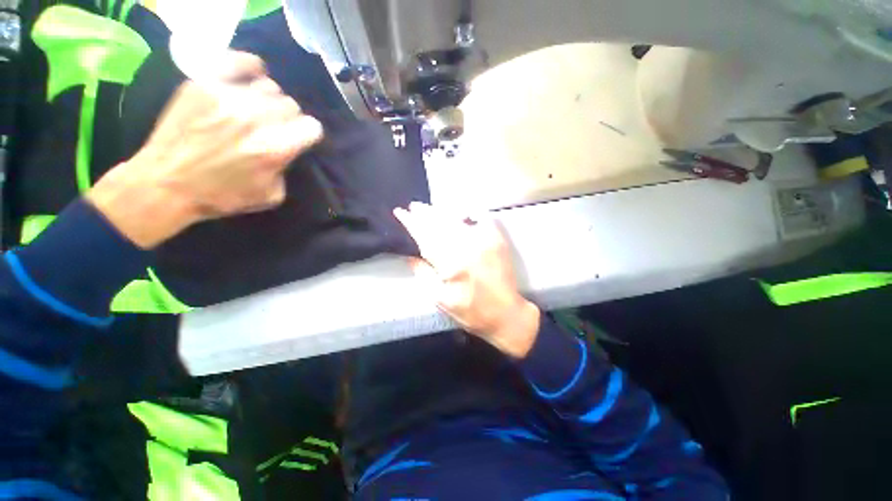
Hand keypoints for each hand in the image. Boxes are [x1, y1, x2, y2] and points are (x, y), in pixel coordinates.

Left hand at [87, 51, 323, 248]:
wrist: (166, 183)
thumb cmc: (222, 195)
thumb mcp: (270, 195)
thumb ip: (287, 168)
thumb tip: (289, 149)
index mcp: (275, 149)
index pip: (312, 127)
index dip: (309, 133)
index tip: (300, 138)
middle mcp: (256, 119)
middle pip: (291, 105)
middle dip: (289, 118)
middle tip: (276, 127)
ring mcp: (228, 98)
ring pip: (270, 86)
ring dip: (270, 100)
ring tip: (258, 108)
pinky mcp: (204, 84)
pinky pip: (238, 62)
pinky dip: (251, 66)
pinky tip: (253, 73)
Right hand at [394, 202, 540, 358]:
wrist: (506, 313)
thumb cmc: (471, 311)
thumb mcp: (441, 300)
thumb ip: (424, 275)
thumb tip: (410, 256)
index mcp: (451, 264)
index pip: (425, 238)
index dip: (411, 224)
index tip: (400, 213)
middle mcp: (467, 247)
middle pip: (440, 225)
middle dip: (424, 214)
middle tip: (413, 206)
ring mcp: (484, 240)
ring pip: (456, 220)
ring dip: (441, 212)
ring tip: (429, 208)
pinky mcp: (497, 239)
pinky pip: (481, 218)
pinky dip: (469, 212)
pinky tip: (461, 210)